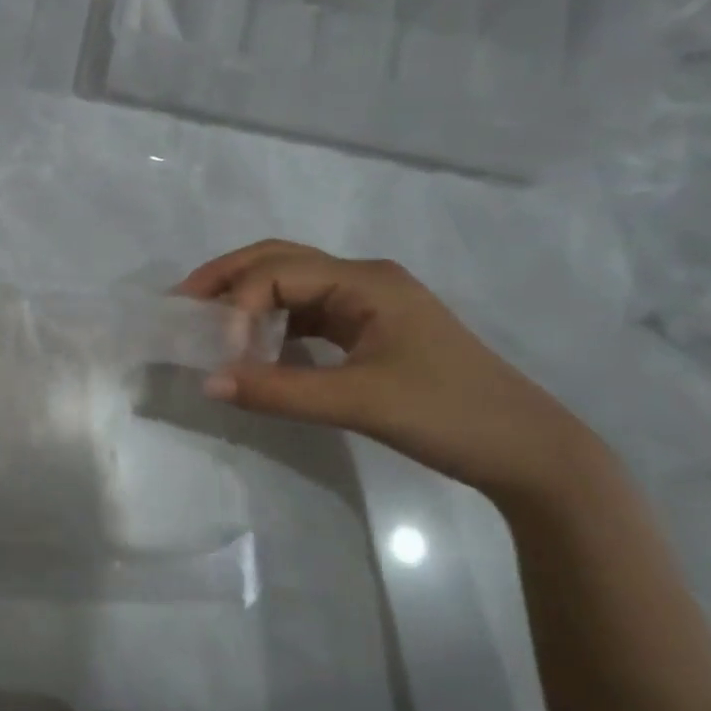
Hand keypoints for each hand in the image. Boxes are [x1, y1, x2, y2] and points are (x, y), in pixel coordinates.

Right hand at [179, 240, 602, 503]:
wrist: (528, 451)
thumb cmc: (450, 414)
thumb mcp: (360, 402)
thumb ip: (279, 391)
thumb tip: (207, 382)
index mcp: (366, 281)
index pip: (278, 272)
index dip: (238, 305)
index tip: (221, 354)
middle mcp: (365, 280)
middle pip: (280, 259)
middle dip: (228, 276)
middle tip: (182, 301)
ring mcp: (370, 304)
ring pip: (293, 284)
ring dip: (248, 297)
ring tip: (207, 320)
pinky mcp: (371, 330)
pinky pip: (308, 312)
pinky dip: (273, 322)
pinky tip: (255, 345)